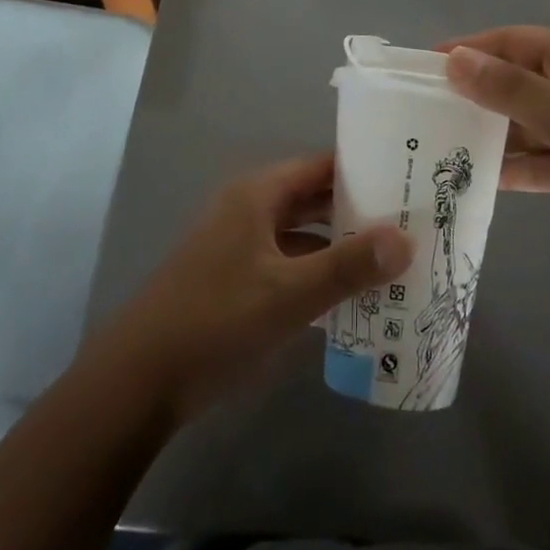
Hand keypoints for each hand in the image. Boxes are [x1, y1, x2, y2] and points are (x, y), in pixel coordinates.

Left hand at [110, 153, 412, 423]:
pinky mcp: (236, 281)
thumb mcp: (289, 294)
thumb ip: (348, 266)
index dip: (364, 170)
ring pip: (303, 235)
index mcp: (258, 194)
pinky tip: (352, 297)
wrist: (137, 383)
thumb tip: (407, 240)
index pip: (322, 166)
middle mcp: (250, 209)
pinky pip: (289, 264)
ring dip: (341, 246)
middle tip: (412, 222)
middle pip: (314, 198)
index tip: (408, 181)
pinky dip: (318, 274)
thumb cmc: (215, 321)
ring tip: (394, 259)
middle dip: (359, 211)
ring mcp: (240, 246)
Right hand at [443, 26, 549, 260]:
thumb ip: (510, 88)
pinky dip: (512, 169)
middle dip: (472, 95)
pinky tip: (474, 180)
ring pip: (523, 126)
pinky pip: (538, 162)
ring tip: (436, 149)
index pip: (510, 42)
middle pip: (514, 82)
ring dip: (488, 135)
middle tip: (420, 114)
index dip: (468, 50)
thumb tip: (454, 59)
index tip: (421, 68)